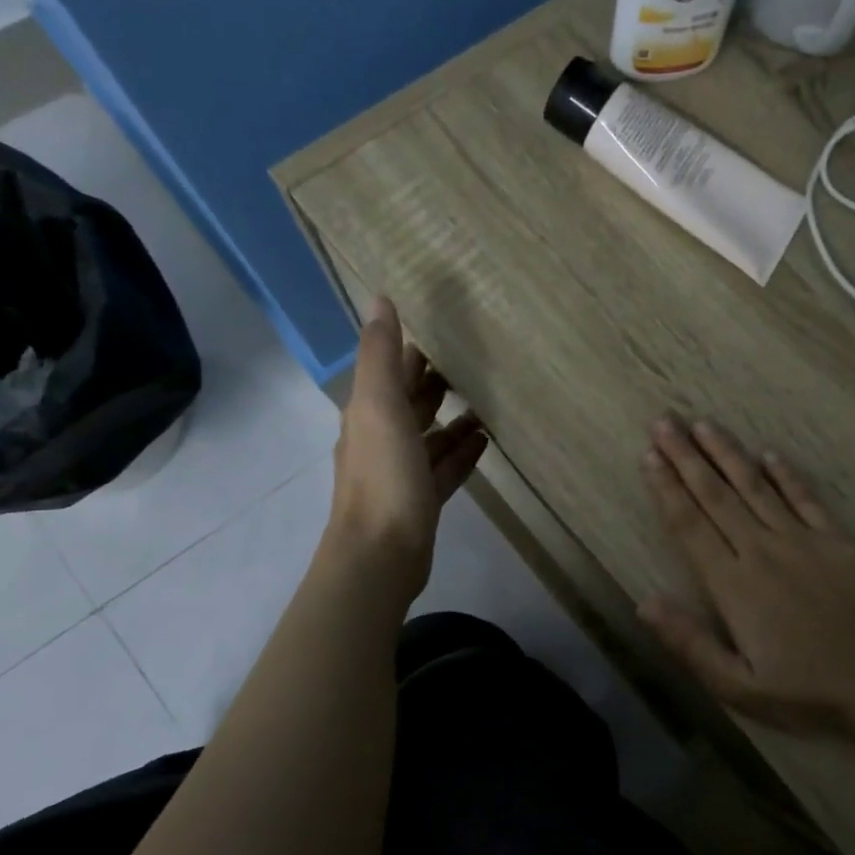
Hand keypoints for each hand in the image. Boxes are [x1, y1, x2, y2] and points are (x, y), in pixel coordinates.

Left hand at [326, 297, 486, 602]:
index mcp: (369, 415)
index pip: (392, 374)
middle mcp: (382, 440)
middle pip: (411, 405)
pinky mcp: (423, 501)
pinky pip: (445, 468)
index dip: (412, 354)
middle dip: (435, 384)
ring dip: (453, 420)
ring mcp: (402, 473)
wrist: (381, 555)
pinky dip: (462, 453)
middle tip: (473, 363)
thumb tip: (379, 299)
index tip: (443, 334)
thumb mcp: (380, 407)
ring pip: (430, 438)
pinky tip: (485, 442)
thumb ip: (381, 355)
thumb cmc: (382, 477)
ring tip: (486, 403)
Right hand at [639, 417, 854, 732]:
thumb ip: (689, 643)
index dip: (667, 489)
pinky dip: (784, 474)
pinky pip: (804, 498)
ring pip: (755, 487)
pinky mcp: (836, 540)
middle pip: (716, 495)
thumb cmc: (806, 691)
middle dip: (686, 457)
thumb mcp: (738, 687)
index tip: (649, 456)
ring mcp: (801, 540)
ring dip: (727, 454)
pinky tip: (769, 454)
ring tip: (703, 425)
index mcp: (733, 584)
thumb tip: (644, 602)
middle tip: (664, 422)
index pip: (690, 525)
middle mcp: (762, 550)